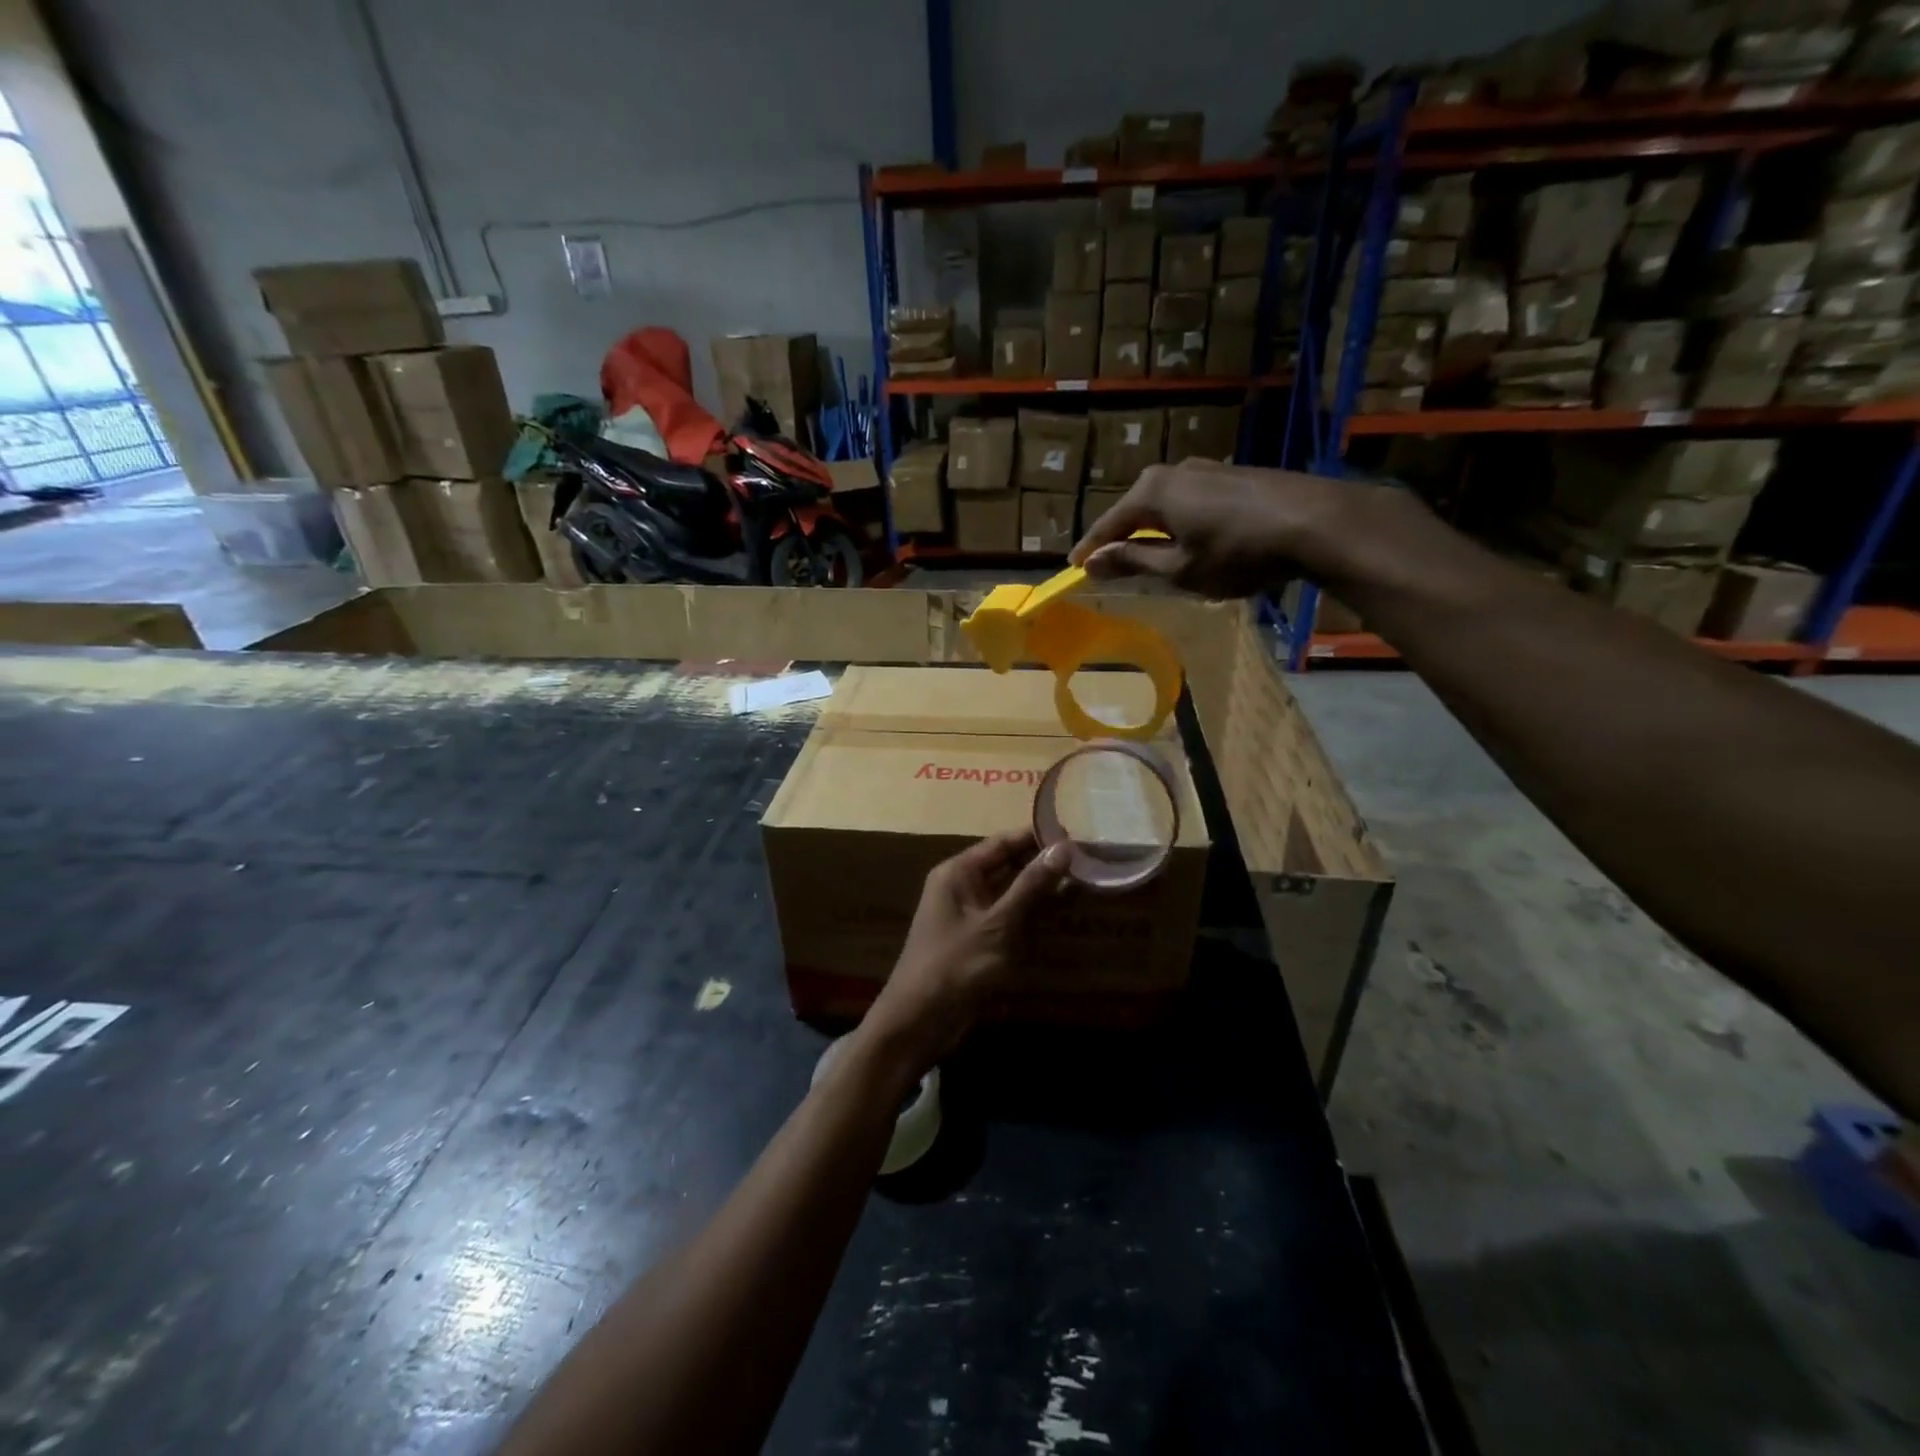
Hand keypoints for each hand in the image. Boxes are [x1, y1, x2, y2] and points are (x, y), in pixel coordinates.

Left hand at [861, 830, 1070, 1071]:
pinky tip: (1063, 913)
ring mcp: (970, 914)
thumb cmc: (955, 966)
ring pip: (1011, 891)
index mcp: (958, 872)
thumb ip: (1031, 886)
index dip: (1038, 836)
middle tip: (1089, 859)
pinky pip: (1009, 916)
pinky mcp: (978, 940)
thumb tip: (1064, 847)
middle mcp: (962, 886)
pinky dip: (1033, 913)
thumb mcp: (998, 925)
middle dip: (1044, 863)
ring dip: (1042, 889)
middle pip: (1008, 864)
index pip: (1003, 842)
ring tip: (1085, 881)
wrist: (919, 1022)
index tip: (1078, 834)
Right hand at [1068, 458, 1411, 598]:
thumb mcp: (1179, 568)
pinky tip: (1190, 541)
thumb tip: (1092, 562)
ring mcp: (1208, 470)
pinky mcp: (1235, 476)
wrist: (1315, 522)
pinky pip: (1191, 502)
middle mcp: (1175, 472)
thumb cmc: (1237, 552)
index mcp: (1152, 493)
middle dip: (1121, 537)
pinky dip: (1181, 523)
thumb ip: (1133, 562)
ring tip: (1148, 556)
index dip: (1091, 549)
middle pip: (1136, 509)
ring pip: (1166, 505)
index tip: (1073, 568)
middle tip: (1108, 563)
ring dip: (1154, 530)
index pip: (1108, 524)